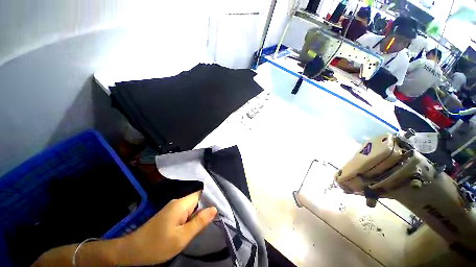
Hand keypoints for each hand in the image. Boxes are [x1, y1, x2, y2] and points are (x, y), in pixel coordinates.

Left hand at [116, 191, 216, 265]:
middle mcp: (178, 202)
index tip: (220, 204)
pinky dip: (192, 217)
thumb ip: (199, 222)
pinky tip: (195, 224)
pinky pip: (186, 211)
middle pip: (197, 199)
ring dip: (199, 213)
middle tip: (216, 216)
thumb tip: (214, 209)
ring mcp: (173, 207)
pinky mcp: (170, 214)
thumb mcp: (182, 237)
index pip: (201, 193)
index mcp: (181, 204)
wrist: (132, 251)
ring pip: (192, 206)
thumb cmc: (157, 245)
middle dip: (206, 207)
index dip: (211, 197)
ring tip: (208, 221)